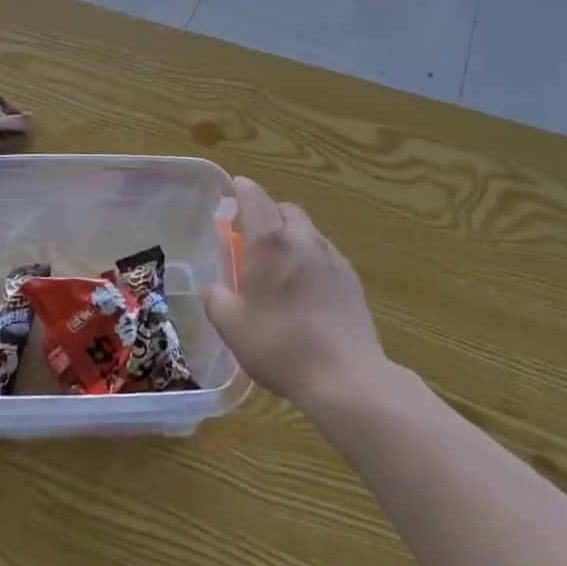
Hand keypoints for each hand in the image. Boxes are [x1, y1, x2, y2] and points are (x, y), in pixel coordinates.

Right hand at [204, 176, 387, 412]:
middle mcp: (303, 238)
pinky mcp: (351, 278)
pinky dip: (309, 260)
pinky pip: (324, 255)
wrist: (345, 377)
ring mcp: (332, 257)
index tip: (235, 188)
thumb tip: (215, 288)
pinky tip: (305, 291)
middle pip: (284, 209)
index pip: (254, 197)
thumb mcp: (231, 326)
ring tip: (280, 267)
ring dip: (291, 237)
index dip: (242, 189)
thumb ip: (216, 298)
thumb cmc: (279, 346)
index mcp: (269, 242)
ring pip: (307, 232)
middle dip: (268, 214)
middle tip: (253, 237)